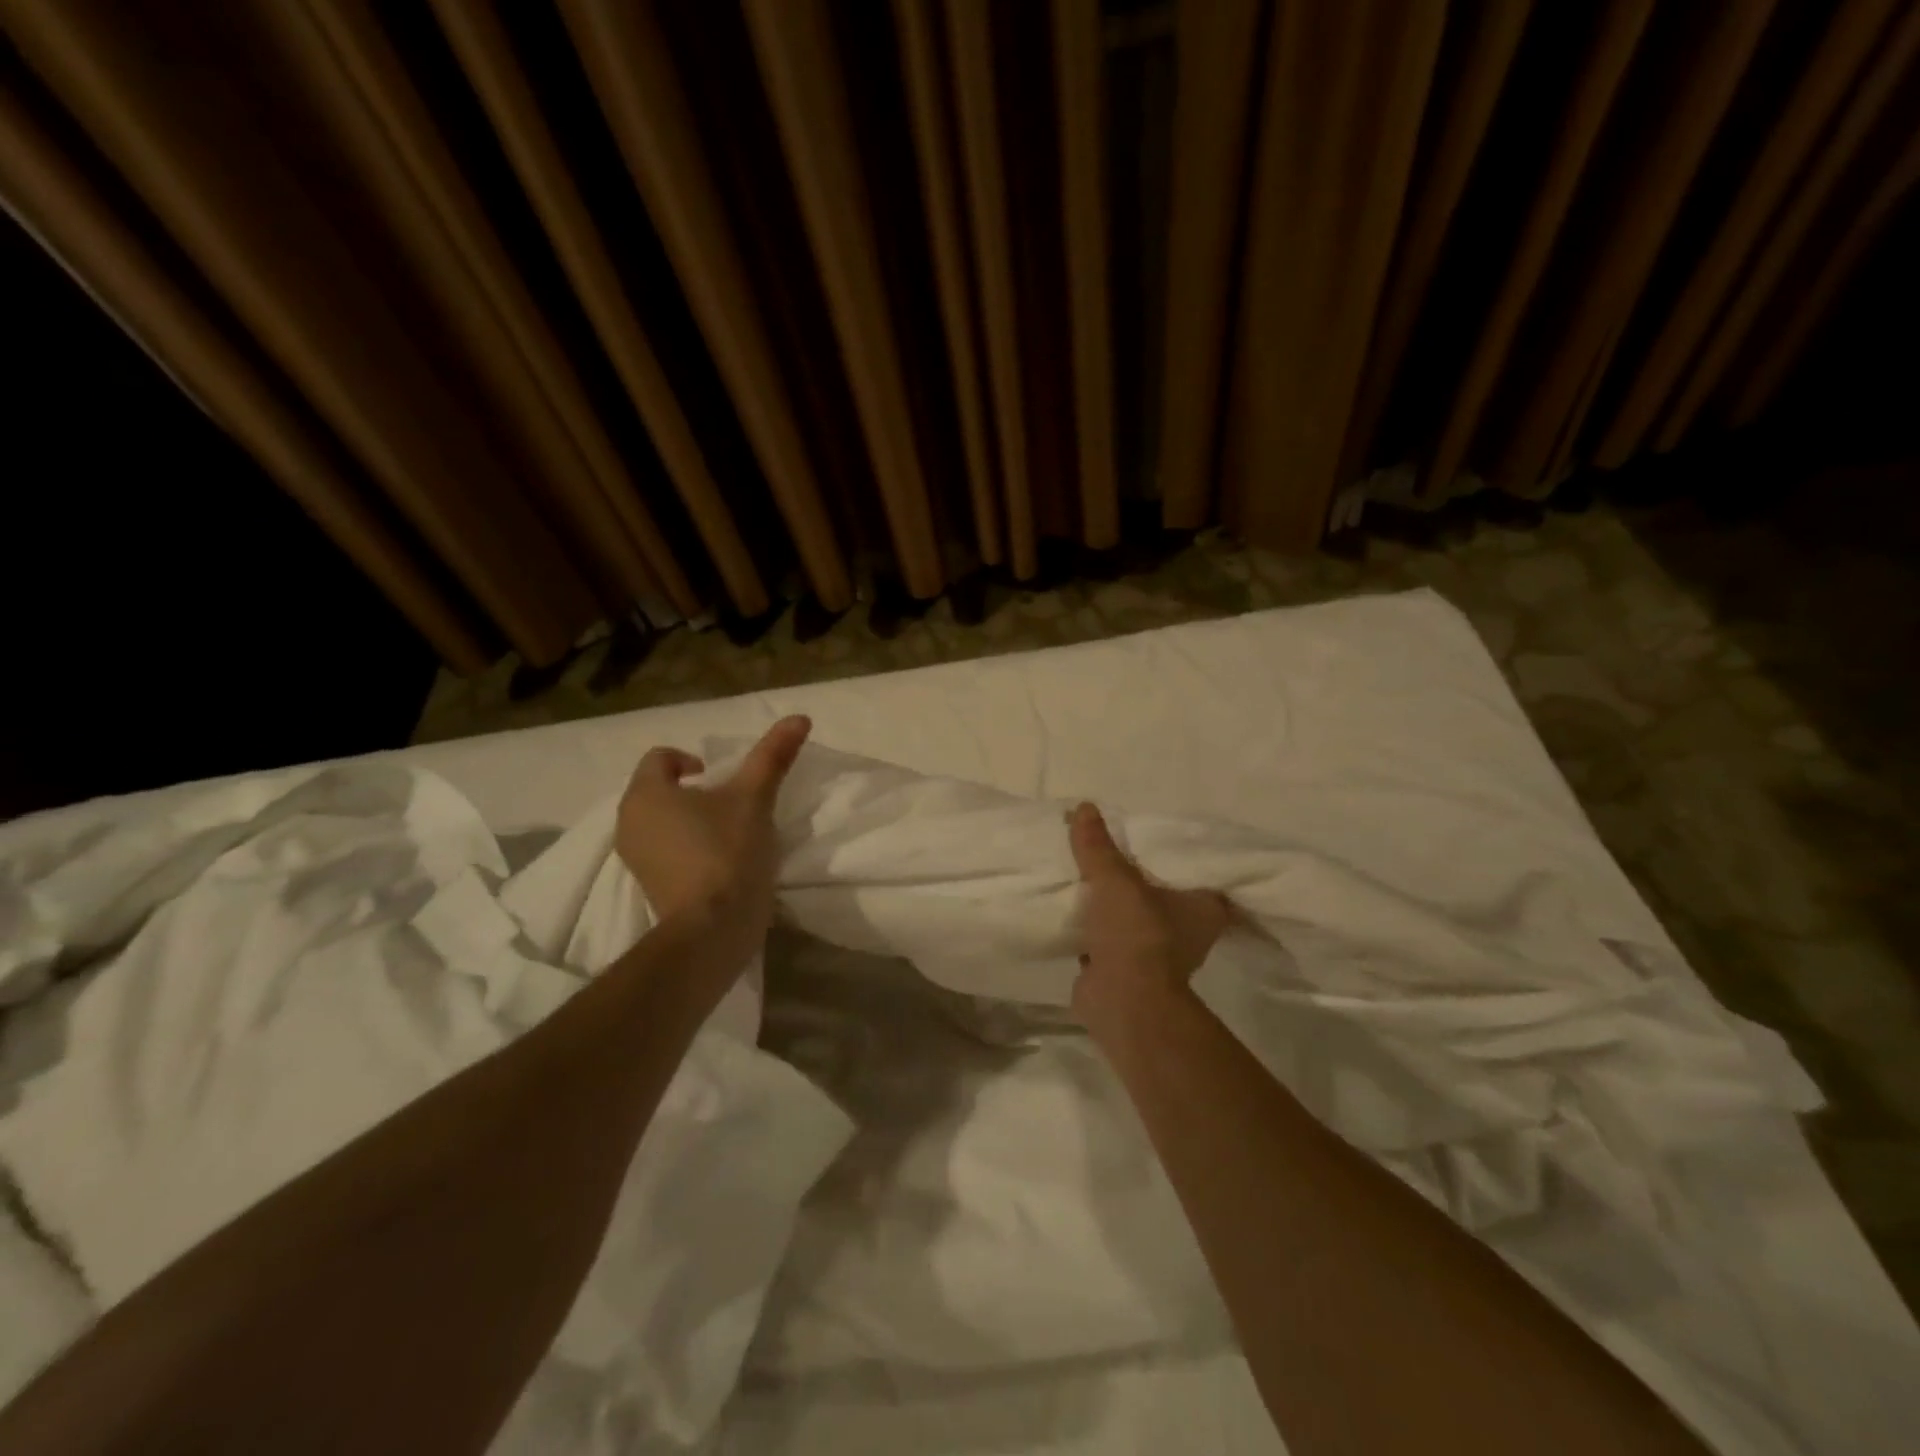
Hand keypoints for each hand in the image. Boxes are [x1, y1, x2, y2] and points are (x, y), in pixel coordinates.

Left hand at [615, 715, 811, 952]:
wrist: (713, 926)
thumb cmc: (728, 851)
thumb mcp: (755, 798)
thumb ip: (773, 755)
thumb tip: (799, 717)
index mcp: (646, 793)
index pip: (659, 757)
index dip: (690, 759)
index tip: (718, 776)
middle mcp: (628, 821)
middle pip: (657, 789)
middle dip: (690, 790)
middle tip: (728, 802)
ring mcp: (634, 857)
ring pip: (659, 821)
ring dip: (687, 819)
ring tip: (724, 831)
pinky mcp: (646, 884)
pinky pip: (661, 849)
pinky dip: (683, 846)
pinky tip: (715, 860)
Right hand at [1068, 801, 1231, 1028]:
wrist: (1123, 1002)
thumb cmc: (1136, 934)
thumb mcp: (1114, 879)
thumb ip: (1097, 845)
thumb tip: (1083, 807)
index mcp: (1204, 905)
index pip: (1192, 868)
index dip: (1170, 851)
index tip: (1146, 833)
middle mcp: (1188, 929)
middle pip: (1159, 890)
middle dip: (1133, 874)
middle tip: (1108, 847)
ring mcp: (1158, 952)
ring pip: (1133, 914)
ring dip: (1112, 902)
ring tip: (1086, 872)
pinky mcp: (1129, 969)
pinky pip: (1111, 936)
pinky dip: (1096, 926)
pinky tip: (1074, 906)